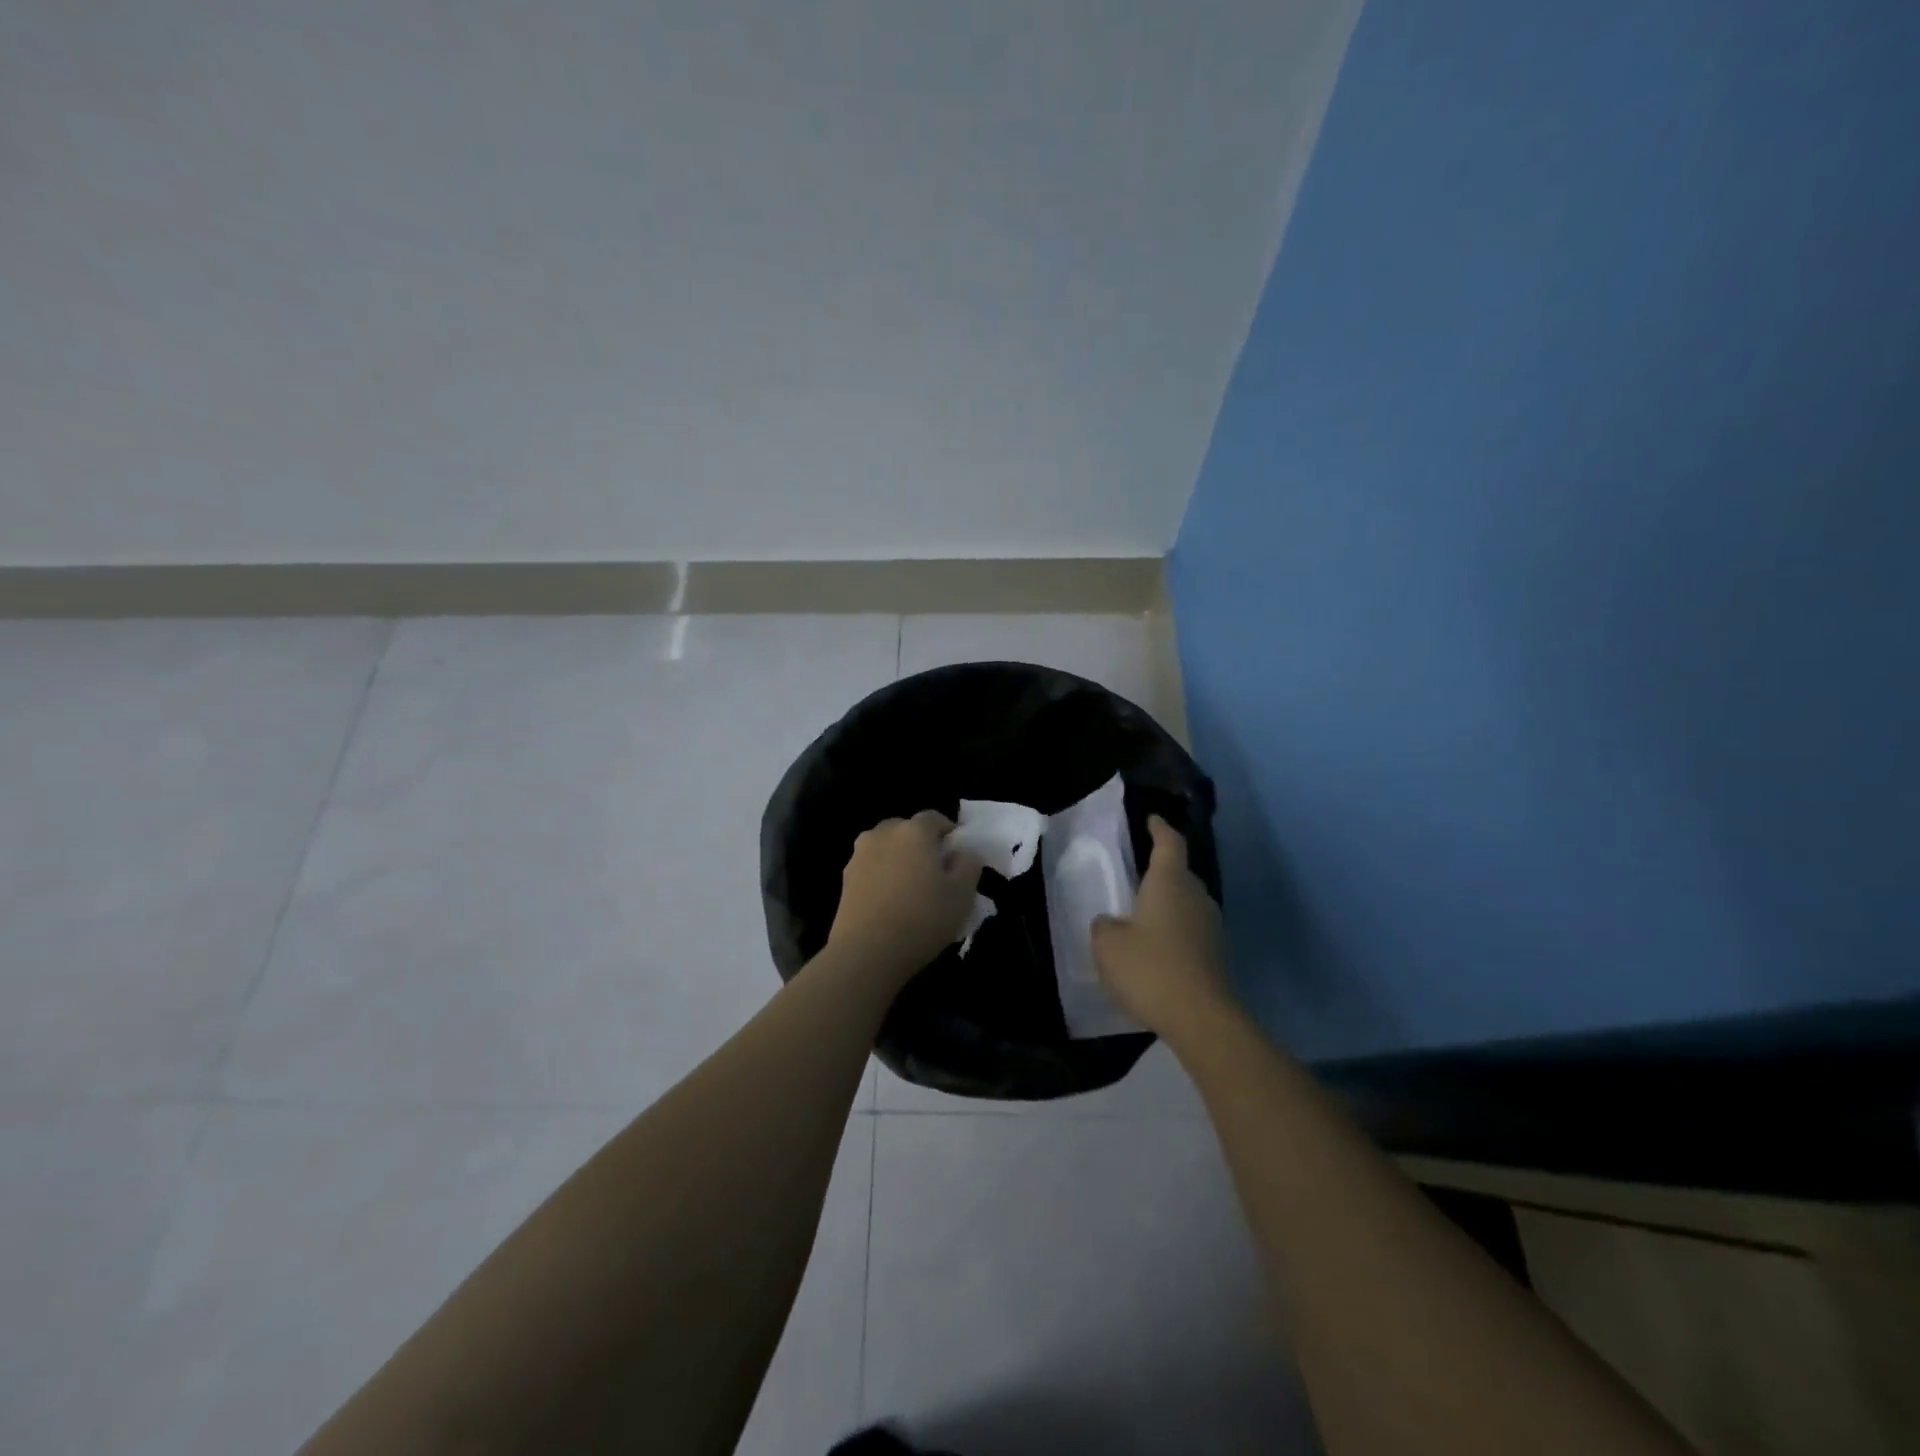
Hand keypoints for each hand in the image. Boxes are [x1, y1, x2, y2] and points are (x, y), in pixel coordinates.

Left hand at [828, 811, 983, 982]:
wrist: (866, 952)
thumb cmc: (922, 918)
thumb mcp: (962, 894)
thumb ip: (969, 865)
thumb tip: (963, 852)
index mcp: (913, 831)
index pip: (934, 817)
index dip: (948, 831)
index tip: (957, 852)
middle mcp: (883, 834)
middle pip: (905, 829)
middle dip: (920, 843)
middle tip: (934, 870)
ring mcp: (859, 855)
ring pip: (885, 847)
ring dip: (898, 858)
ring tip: (910, 887)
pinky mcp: (845, 879)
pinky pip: (870, 867)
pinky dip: (881, 875)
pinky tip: (890, 901)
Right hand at [1091, 816, 1235, 1044]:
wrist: (1201, 1018)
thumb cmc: (1150, 968)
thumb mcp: (1107, 945)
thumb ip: (1104, 926)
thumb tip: (1110, 922)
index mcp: (1169, 882)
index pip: (1169, 843)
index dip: (1159, 828)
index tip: (1152, 819)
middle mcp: (1195, 895)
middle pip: (1180, 873)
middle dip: (1161, 870)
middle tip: (1137, 875)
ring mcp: (1211, 925)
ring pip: (1187, 902)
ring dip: (1168, 904)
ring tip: (1143, 915)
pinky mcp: (1217, 953)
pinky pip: (1192, 930)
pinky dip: (1175, 931)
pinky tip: (1157, 949)